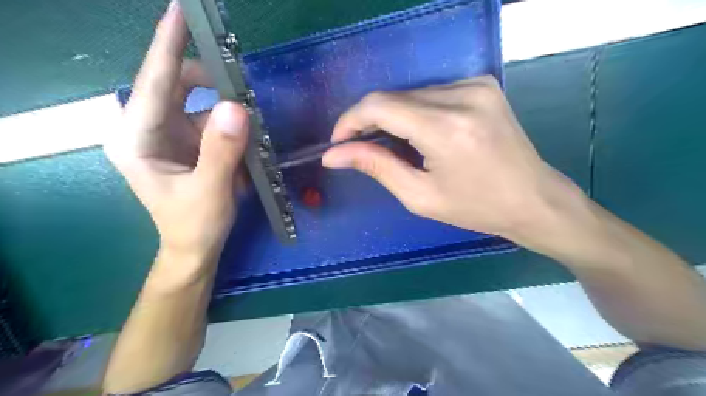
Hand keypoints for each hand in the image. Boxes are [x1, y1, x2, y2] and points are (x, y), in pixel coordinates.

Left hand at [104, 3, 247, 263]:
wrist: (195, 247)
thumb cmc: (194, 224)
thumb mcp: (210, 191)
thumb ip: (222, 150)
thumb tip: (237, 106)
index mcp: (137, 139)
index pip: (153, 82)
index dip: (167, 45)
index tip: (181, 12)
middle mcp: (148, 129)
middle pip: (177, 86)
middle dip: (211, 84)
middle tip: (243, 86)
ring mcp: (169, 134)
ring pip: (200, 104)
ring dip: (228, 113)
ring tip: (250, 133)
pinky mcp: (188, 142)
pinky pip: (212, 121)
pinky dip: (231, 129)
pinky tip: (243, 150)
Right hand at [322, 76, 588, 250]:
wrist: (534, 198)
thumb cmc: (475, 207)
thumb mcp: (419, 196)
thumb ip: (376, 166)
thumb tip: (334, 154)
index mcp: (446, 128)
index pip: (380, 106)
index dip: (351, 120)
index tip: (339, 141)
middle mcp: (462, 96)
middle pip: (394, 97)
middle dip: (369, 121)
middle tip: (361, 148)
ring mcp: (476, 85)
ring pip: (411, 94)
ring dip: (393, 117)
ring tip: (393, 146)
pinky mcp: (483, 85)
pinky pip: (432, 93)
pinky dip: (415, 111)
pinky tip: (420, 134)